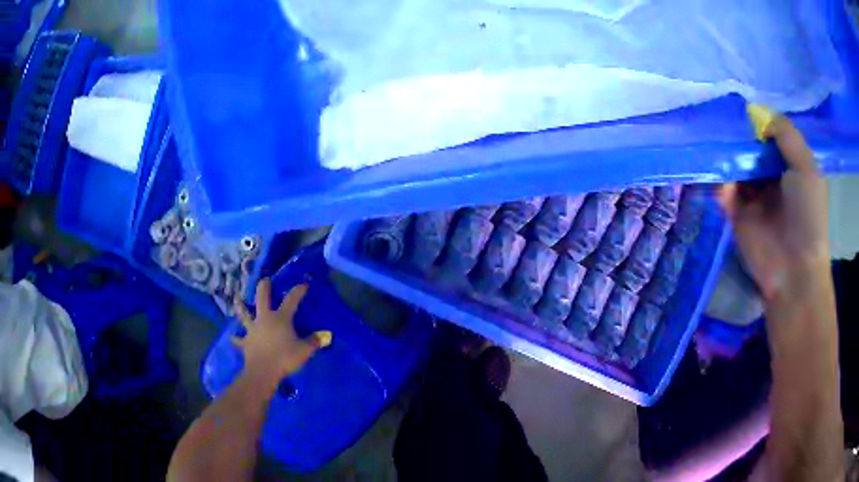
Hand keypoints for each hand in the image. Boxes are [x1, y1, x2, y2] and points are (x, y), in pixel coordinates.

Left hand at [233, 279, 328, 380]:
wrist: (263, 371)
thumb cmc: (285, 358)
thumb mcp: (304, 351)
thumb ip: (314, 342)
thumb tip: (325, 336)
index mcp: (280, 318)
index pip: (291, 300)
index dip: (298, 291)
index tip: (304, 284)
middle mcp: (264, 318)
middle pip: (262, 297)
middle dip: (264, 287)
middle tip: (265, 280)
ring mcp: (253, 329)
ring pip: (245, 314)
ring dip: (241, 306)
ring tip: (238, 299)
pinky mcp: (245, 342)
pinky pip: (239, 339)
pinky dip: (236, 338)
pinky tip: (232, 337)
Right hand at [718, 116, 828, 301]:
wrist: (794, 270)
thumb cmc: (808, 217)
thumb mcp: (807, 168)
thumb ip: (787, 136)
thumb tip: (759, 113)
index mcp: (790, 167)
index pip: (770, 136)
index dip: (758, 122)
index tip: (743, 107)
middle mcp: (771, 178)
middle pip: (750, 148)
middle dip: (738, 135)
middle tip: (722, 117)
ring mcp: (753, 197)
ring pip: (735, 167)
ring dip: (725, 155)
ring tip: (713, 139)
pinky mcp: (736, 215)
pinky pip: (723, 191)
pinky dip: (718, 182)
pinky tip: (717, 174)